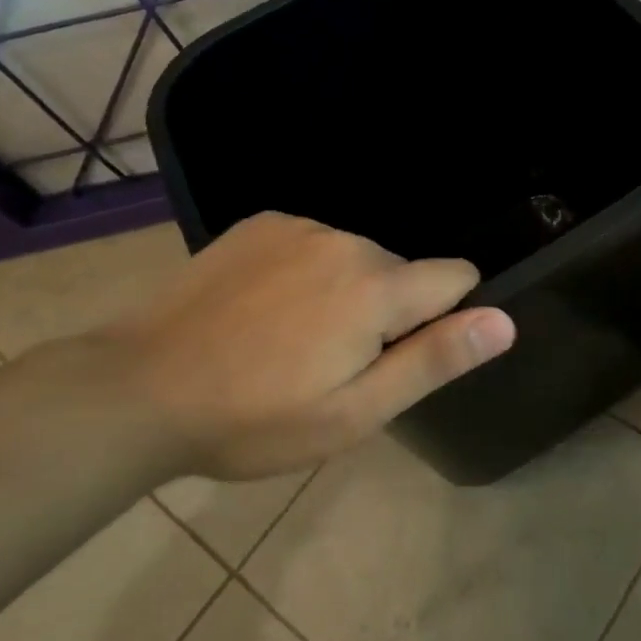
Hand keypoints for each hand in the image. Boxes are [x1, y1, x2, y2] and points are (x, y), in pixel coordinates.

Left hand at [98, 212, 515, 479]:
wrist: (136, 390)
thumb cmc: (255, 418)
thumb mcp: (354, 412)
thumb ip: (434, 360)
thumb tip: (504, 321)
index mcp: (377, 287)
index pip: (457, 278)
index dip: (445, 319)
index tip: (400, 356)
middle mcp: (346, 240)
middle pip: (404, 272)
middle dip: (389, 312)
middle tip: (333, 365)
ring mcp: (300, 225)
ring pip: (359, 258)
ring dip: (348, 292)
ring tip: (293, 340)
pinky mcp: (262, 222)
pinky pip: (315, 244)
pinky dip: (308, 272)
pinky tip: (264, 309)